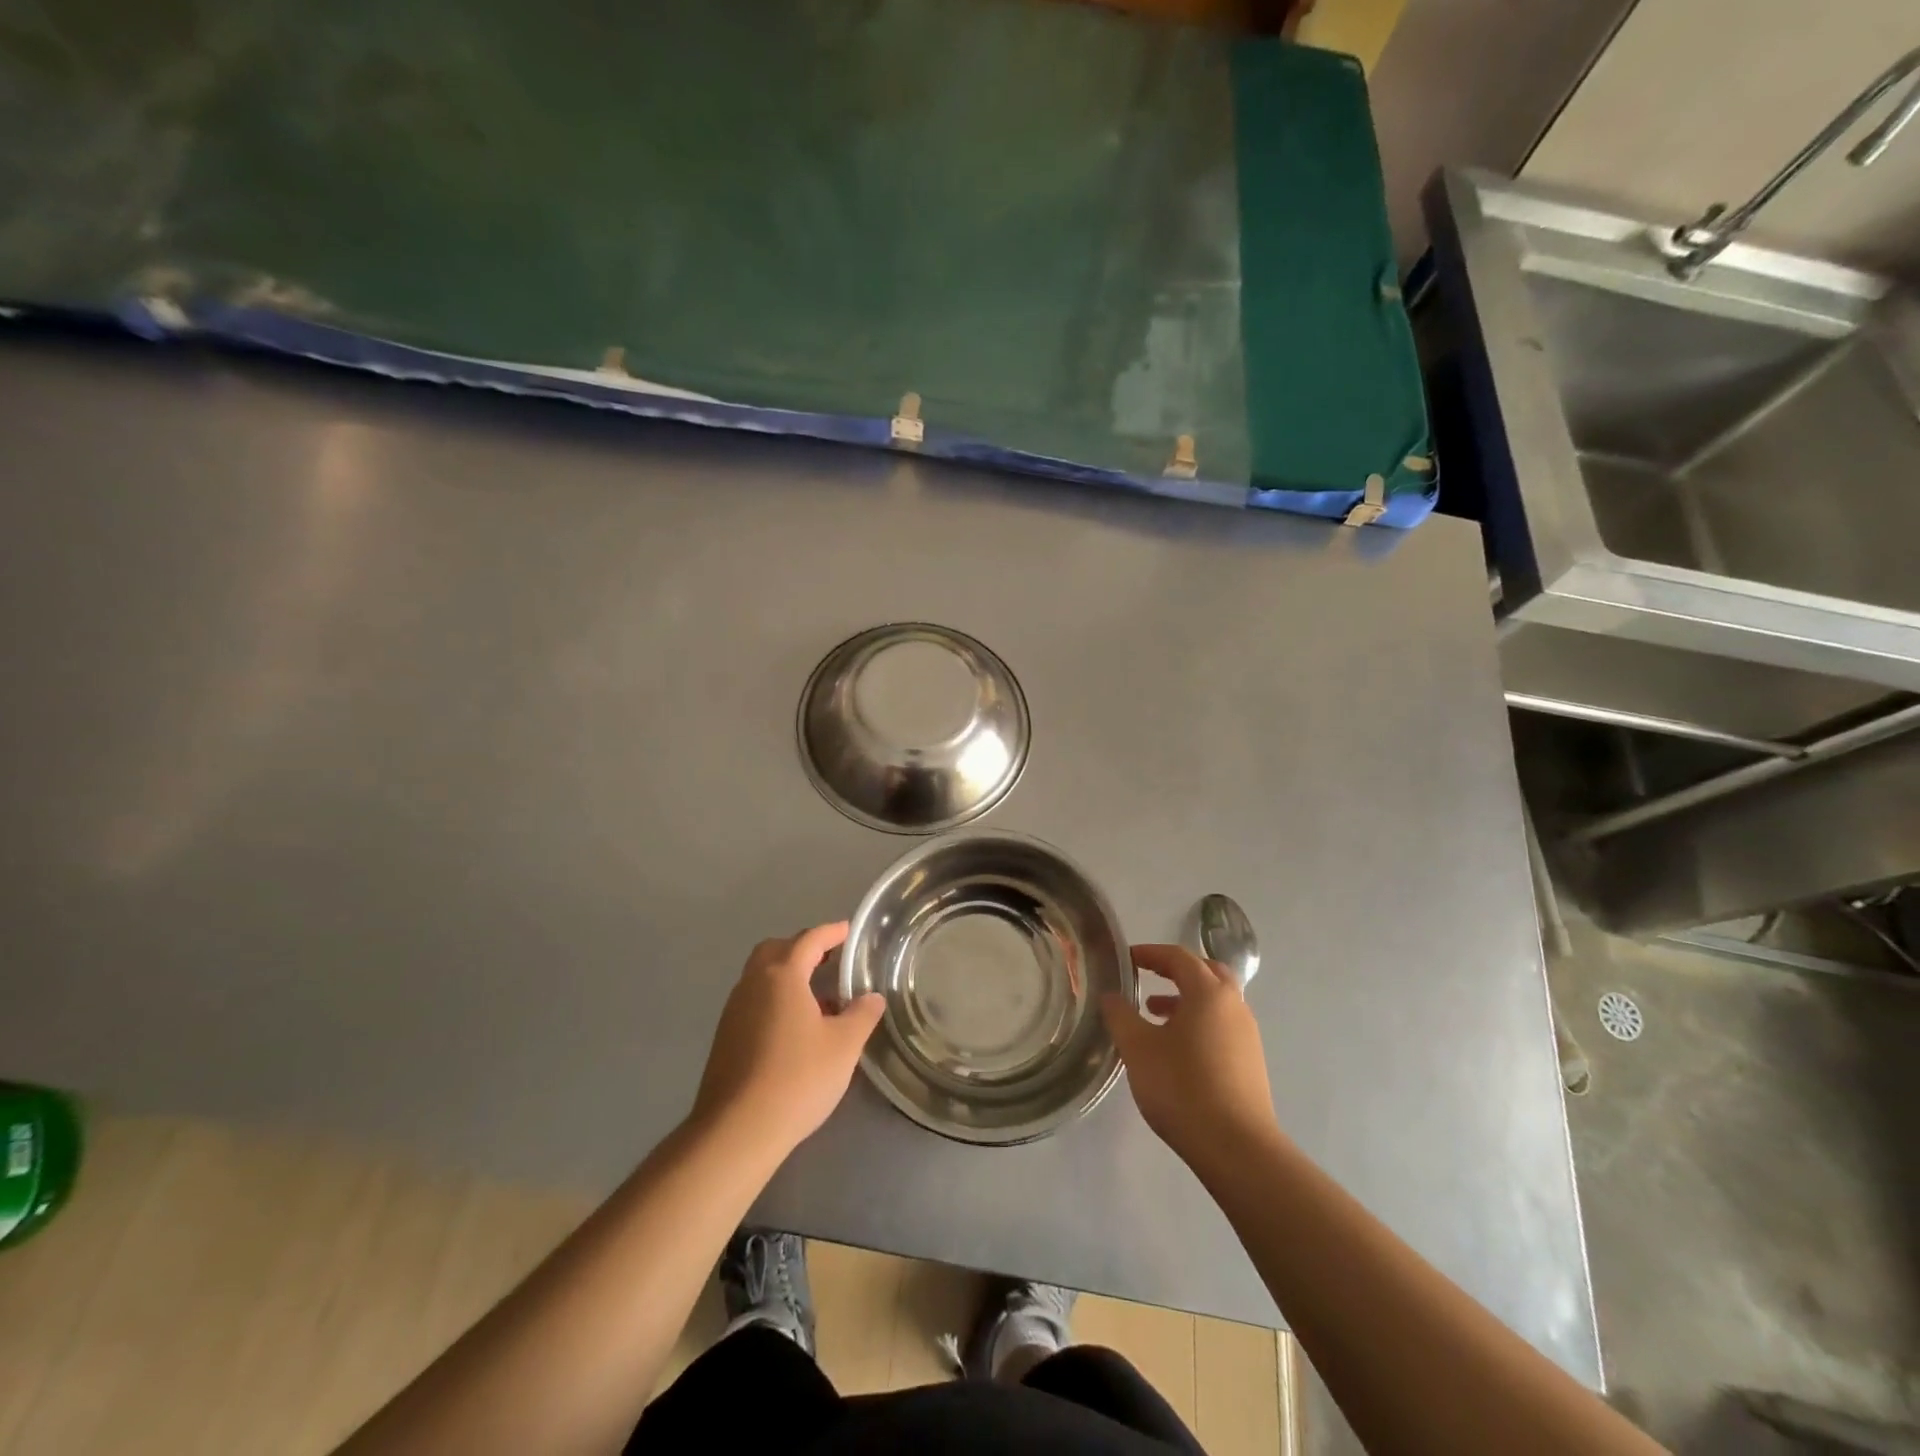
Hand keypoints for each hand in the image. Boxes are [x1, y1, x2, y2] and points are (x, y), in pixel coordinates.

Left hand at [692, 922, 885, 1158]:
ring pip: (760, 976)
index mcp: (782, 976)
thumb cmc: (797, 1078)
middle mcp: (753, 984)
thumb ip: (862, 1015)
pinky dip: (774, 999)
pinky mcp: (725, 1038)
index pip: (809, 940)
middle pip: (776, 950)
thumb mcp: (844, 1046)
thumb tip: (872, 997)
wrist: (737, 1131)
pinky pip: (753, 1001)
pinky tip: (794, 1028)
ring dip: (787, 974)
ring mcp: (734, 1011)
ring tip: (817, 997)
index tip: (848, 930)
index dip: (831, 932)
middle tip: (828, 959)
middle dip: (802, 948)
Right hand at [1101, 944, 1281, 1173]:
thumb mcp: (1138, 1048)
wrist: (1237, 1148)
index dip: (1150, 953)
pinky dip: (1198, 1022)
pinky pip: (1221, 1026)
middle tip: (1148, 976)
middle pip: (1206, 972)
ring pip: (1215, 1002)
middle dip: (1175, 970)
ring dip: (1186, 999)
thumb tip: (1111, 995)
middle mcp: (1234, 1006)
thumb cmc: (1182, 1087)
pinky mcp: (1250, 1063)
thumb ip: (1120, 1015)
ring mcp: (1247, 1035)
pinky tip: (1176, 1049)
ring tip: (1154, 1015)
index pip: (1179, 957)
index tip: (1126, 958)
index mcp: (1209, 993)